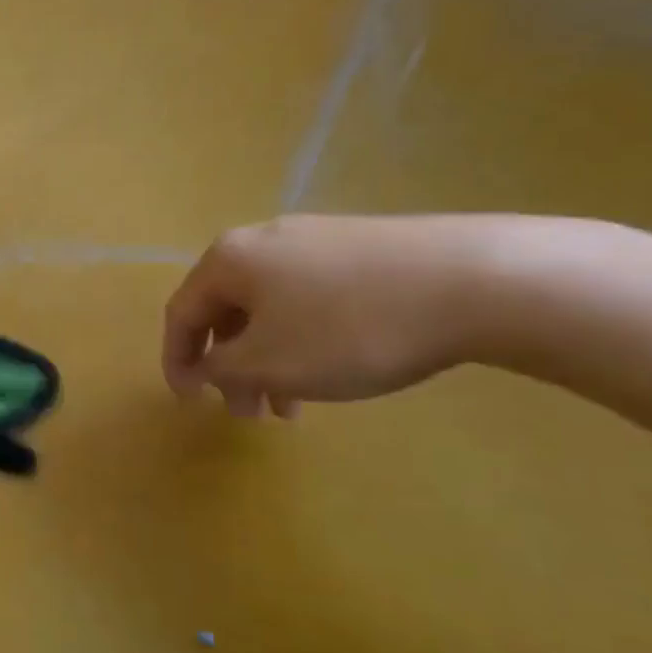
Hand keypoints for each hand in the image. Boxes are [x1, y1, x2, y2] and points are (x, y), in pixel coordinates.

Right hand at [161, 214, 490, 416]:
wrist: (475, 280)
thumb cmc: (348, 328)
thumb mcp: (269, 362)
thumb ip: (220, 368)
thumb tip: (204, 365)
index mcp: (229, 259)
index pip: (181, 312)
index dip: (176, 360)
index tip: (188, 403)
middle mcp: (262, 240)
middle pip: (226, 310)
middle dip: (229, 367)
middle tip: (248, 413)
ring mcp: (315, 239)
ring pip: (270, 309)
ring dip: (268, 360)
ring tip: (292, 406)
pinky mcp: (360, 248)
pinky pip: (308, 299)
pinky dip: (303, 340)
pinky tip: (333, 368)